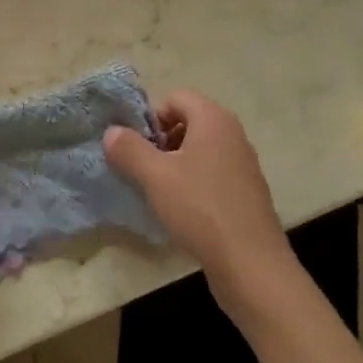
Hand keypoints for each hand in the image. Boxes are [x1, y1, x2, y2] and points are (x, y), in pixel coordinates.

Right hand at [104, 91, 291, 310]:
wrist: (251, 265)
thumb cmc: (200, 209)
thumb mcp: (154, 176)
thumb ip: (128, 148)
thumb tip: (112, 132)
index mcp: (214, 119)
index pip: (175, 97)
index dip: (150, 117)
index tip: (135, 147)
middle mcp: (232, 134)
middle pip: (187, 122)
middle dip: (160, 141)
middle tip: (142, 169)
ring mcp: (242, 164)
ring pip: (198, 150)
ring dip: (174, 164)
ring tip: (157, 192)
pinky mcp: (246, 193)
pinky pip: (211, 174)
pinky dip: (192, 183)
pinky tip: (181, 211)